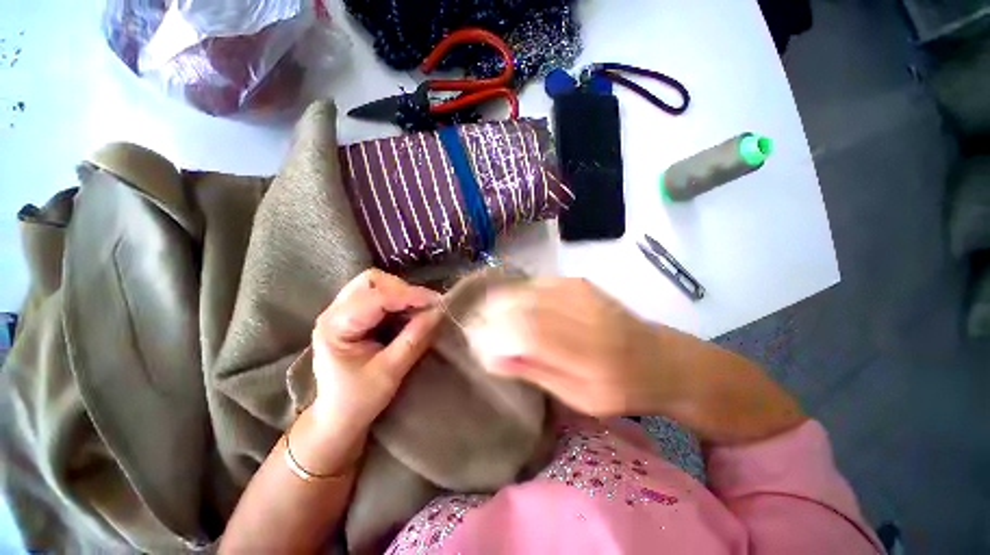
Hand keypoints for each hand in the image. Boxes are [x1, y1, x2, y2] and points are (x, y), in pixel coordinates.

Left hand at [310, 269, 442, 437]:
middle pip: (372, 281)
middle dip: (404, 290)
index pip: (376, 297)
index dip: (410, 296)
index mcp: (335, 326)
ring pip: (377, 284)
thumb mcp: (390, 372)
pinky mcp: (355, 315)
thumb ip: (414, 340)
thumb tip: (439, 313)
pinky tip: (411, 313)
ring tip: (421, 309)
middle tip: (427, 306)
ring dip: (403, 293)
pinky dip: (400, 300)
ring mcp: (344, 311)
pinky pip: (381, 295)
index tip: (438, 303)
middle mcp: (335, 311)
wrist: (338, 418)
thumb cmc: (358, 401)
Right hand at [464, 278, 676, 416]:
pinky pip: (539, 283)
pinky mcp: (580, 283)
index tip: (476, 343)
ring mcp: (582, 293)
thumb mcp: (580, 398)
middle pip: (525, 305)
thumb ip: (536, 372)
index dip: (496, 335)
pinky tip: (512, 303)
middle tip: (477, 326)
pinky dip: (520, 293)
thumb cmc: (620, 389)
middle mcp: (584, 315)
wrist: (659, 358)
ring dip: (503, 301)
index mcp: (589, 354)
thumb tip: (495, 356)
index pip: (529, 333)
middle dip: (493, 314)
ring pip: (528, 290)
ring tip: (489, 314)